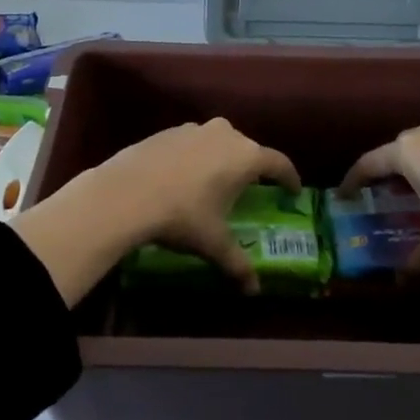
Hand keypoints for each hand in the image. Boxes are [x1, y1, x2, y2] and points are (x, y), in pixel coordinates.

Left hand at [14, 119, 299, 303]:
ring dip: (221, 158)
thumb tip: (253, 290)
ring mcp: (194, 129)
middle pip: (248, 149)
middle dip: (252, 167)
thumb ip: (237, 264)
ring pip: (218, 141)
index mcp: (245, 157)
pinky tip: (183, 177)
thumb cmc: (182, 216)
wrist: (126, 193)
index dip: (289, 177)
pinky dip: (194, 156)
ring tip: (215, 181)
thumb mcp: (213, 243)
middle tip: (252, 188)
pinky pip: (191, 143)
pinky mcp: (167, 131)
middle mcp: (225, 134)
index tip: (293, 189)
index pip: (278, 163)